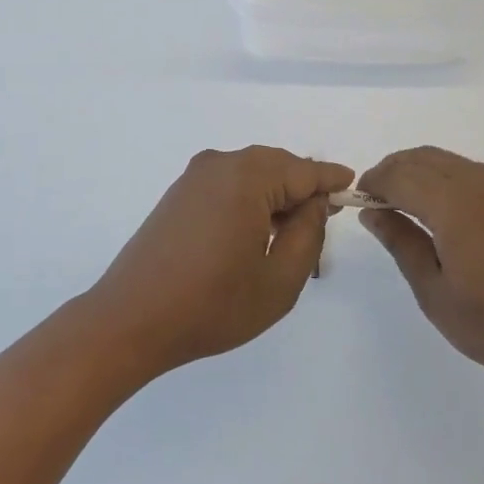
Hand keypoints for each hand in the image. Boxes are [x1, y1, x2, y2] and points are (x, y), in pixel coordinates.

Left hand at [85, 147, 353, 376]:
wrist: (130, 320)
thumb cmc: (211, 304)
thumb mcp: (279, 279)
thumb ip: (307, 234)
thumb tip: (315, 203)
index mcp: (247, 176)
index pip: (304, 171)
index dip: (331, 180)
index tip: (353, 185)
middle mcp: (220, 164)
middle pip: (277, 166)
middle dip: (302, 190)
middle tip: (323, 222)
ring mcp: (194, 176)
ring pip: (252, 174)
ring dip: (275, 197)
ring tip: (290, 236)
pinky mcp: (178, 194)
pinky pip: (228, 184)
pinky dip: (249, 200)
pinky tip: (254, 233)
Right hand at [358, 146, 483, 398]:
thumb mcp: (436, 294)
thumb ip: (402, 244)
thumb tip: (372, 212)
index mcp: (454, 205)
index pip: (400, 175)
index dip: (374, 182)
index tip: (360, 199)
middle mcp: (481, 184)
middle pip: (425, 158)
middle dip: (395, 170)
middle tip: (381, 200)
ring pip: (452, 162)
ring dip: (423, 173)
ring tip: (412, 206)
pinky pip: (480, 175)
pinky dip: (453, 181)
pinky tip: (455, 216)